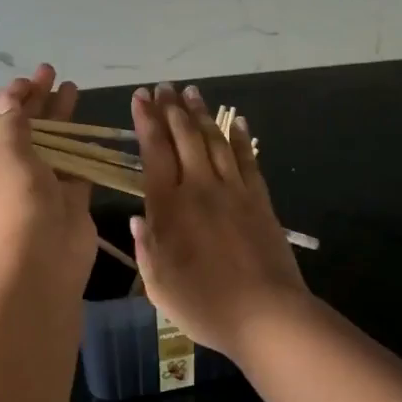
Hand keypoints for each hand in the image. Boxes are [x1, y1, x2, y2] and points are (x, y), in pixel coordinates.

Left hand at [0, 63, 96, 298]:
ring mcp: (37, 187)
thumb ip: (12, 125)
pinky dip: (80, 148)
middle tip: (49, 72)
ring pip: (48, 145)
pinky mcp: (66, 199)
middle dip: (33, 101)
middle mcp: (6, 174)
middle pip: (19, 129)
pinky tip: (89, 125)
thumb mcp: (7, 158)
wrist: (39, 268)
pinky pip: (73, 167)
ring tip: (72, 86)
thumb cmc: (13, 208)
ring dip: (58, 118)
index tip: (21, 85)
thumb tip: (6, 97)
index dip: (0, 102)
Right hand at [129, 83, 309, 359]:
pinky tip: (236, 120)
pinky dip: (239, 137)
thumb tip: (136, 219)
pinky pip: (247, 159)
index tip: (140, 97)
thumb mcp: (158, 285)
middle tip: (164, 87)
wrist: (265, 315)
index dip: (146, 121)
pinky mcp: (259, 200)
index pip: (154, 152)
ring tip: (192, 92)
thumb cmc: (204, 305)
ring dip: (201, 114)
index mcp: (169, 207)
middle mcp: (199, 188)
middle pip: (184, 137)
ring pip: (214, 141)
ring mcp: (233, 191)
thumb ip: (145, 248)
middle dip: (171, 109)